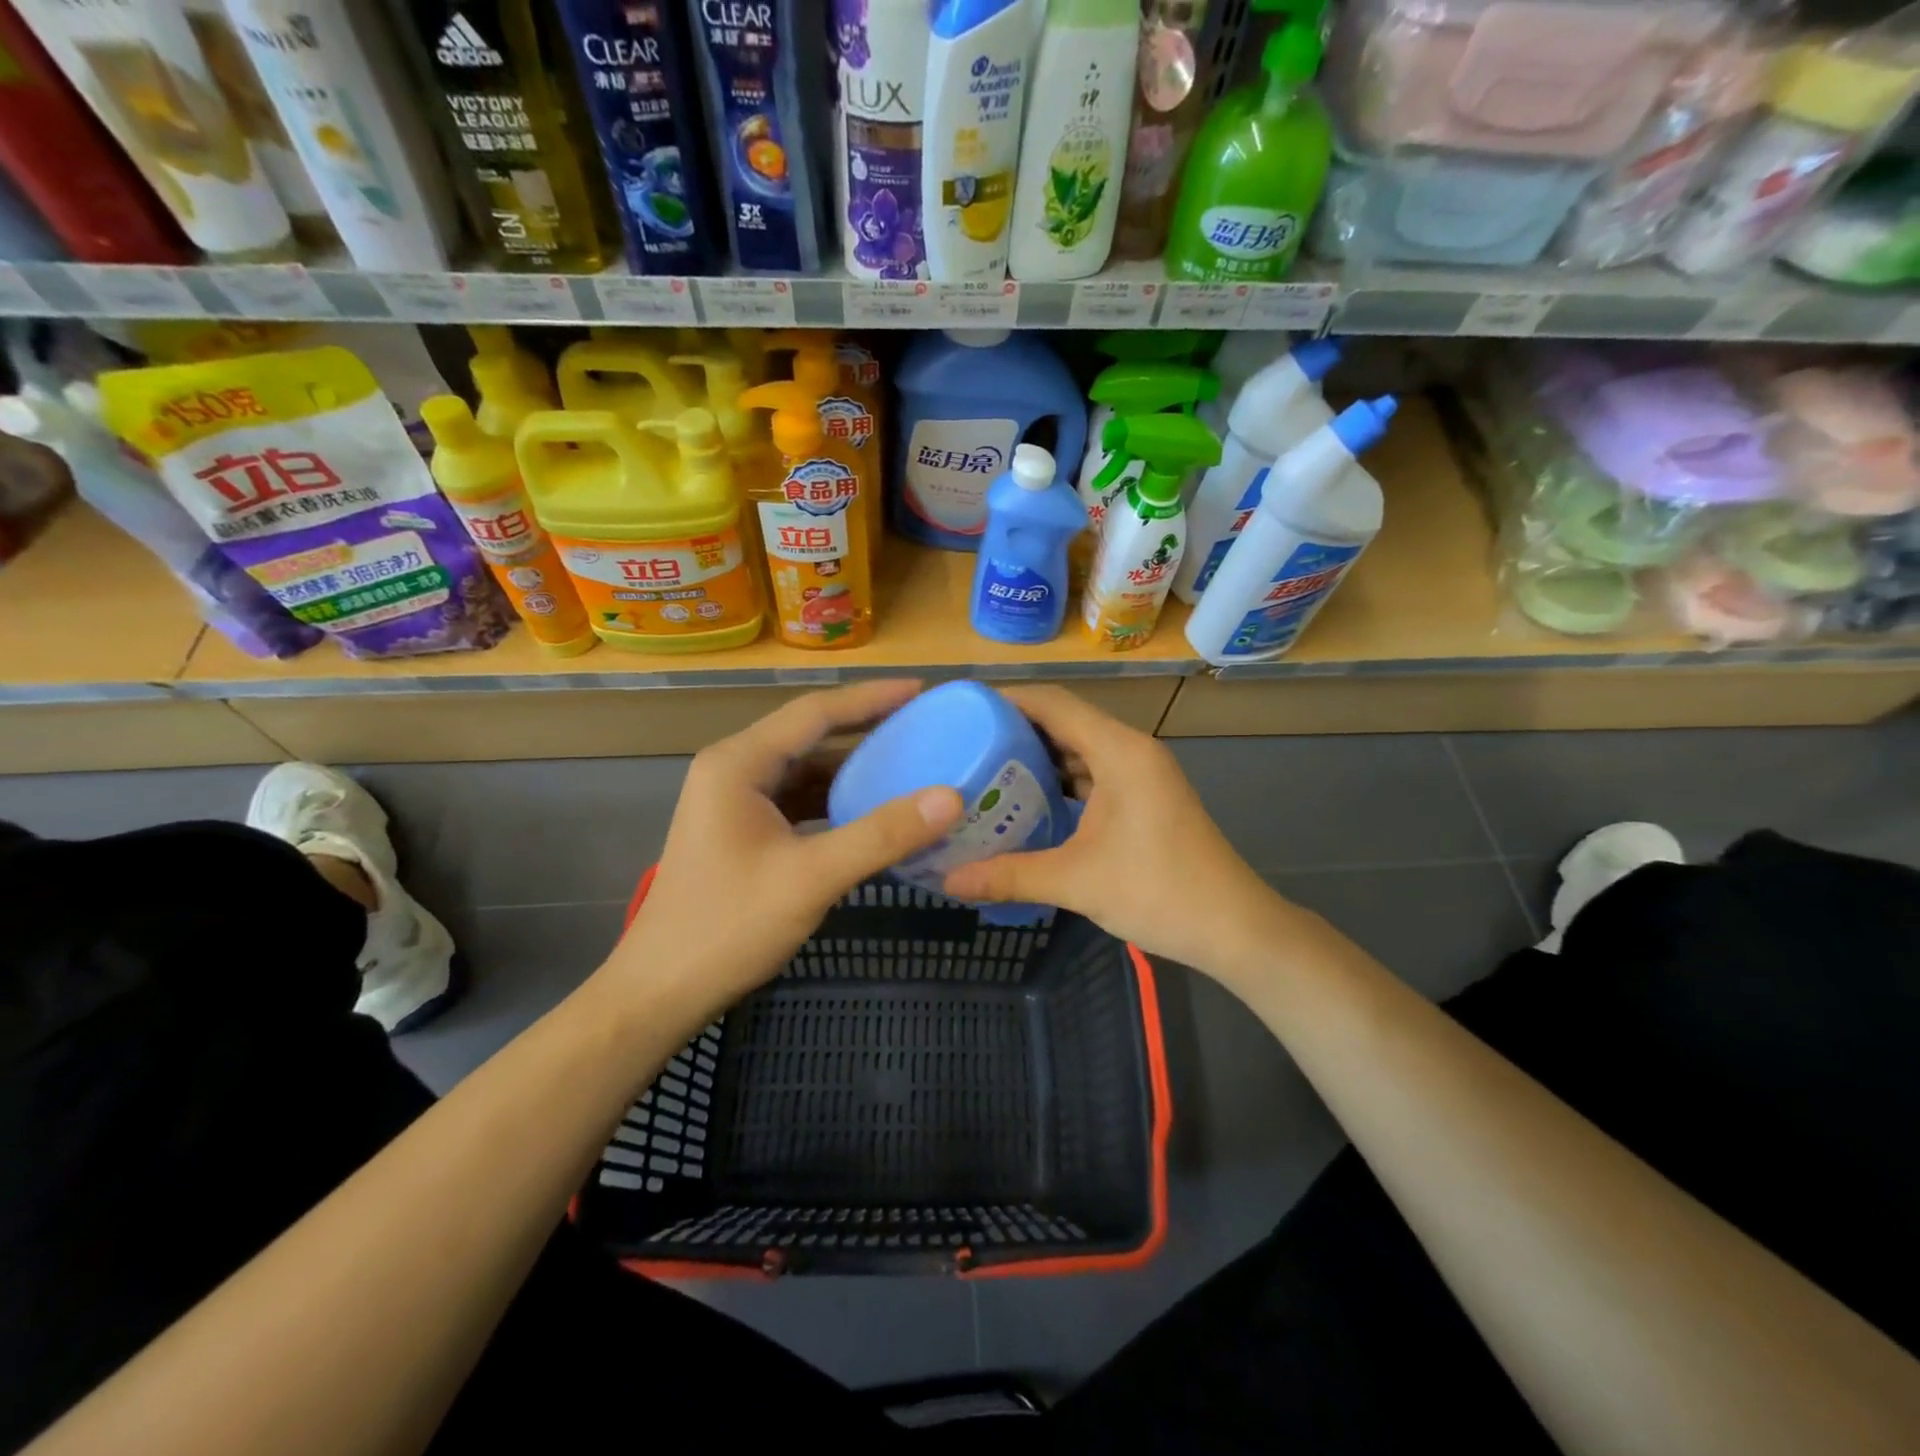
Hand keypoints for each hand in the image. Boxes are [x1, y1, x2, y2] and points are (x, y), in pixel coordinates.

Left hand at [600, 680, 961, 1018]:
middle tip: (925, 726)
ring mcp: (735, 801)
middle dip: (867, 730)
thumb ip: (881, 835)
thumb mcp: (811, 878)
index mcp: (739, 763)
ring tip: (910, 763)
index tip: (922, 690)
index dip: (871, 698)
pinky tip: (873, 812)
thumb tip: (951, 797)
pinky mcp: (743, 831)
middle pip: (810, 735)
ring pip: (806, 770)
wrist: (661, 990)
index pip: (815, 712)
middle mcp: (734, 770)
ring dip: (854, 768)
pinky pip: (799, 801)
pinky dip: (837, 801)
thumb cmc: (728, 927)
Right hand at [941, 685, 1292, 978]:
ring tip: (987, 771)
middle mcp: (1131, 751)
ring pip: (1081, 749)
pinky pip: (1095, 774)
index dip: (1007, 700)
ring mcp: (1142, 774)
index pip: (1054, 704)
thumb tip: (948, 881)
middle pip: (1066, 722)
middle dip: (1016, 730)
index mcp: (1119, 752)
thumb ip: (1009, 875)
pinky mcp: (1146, 797)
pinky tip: (1029, 803)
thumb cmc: (1158, 892)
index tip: (963, 709)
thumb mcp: (1076, 882)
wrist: (1233, 928)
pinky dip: (1061, 781)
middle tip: (965, 745)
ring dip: (1039, 758)